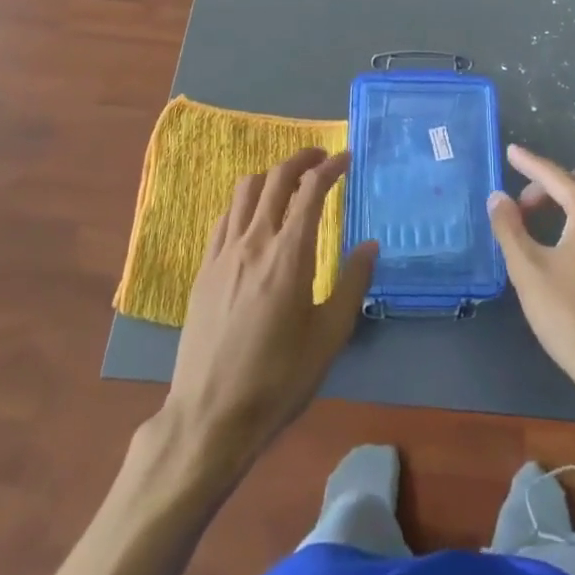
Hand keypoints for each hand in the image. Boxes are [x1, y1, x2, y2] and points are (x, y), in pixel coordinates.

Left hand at [162, 149, 376, 470]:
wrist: (210, 416)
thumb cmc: (278, 379)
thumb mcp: (329, 337)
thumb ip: (352, 284)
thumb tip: (370, 245)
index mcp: (289, 254)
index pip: (311, 189)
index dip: (330, 167)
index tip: (345, 158)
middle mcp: (255, 241)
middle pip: (276, 178)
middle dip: (301, 159)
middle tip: (320, 158)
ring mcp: (224, 252)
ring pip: (245, 190)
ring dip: (271, 176)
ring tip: (289, 183)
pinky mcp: (204, 268)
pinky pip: (225, 217)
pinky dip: (245, 203)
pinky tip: (255, 219)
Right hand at [488, 144, 574, 414]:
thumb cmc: (574, 319)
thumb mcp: (529, 272)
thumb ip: (509, 228)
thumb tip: (498, 196)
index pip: (554, 174)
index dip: (529, 162)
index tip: (511, 152)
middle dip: (548, 188)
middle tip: (522, 210)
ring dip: (569, 208)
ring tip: (544, 233)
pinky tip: (574, 258)